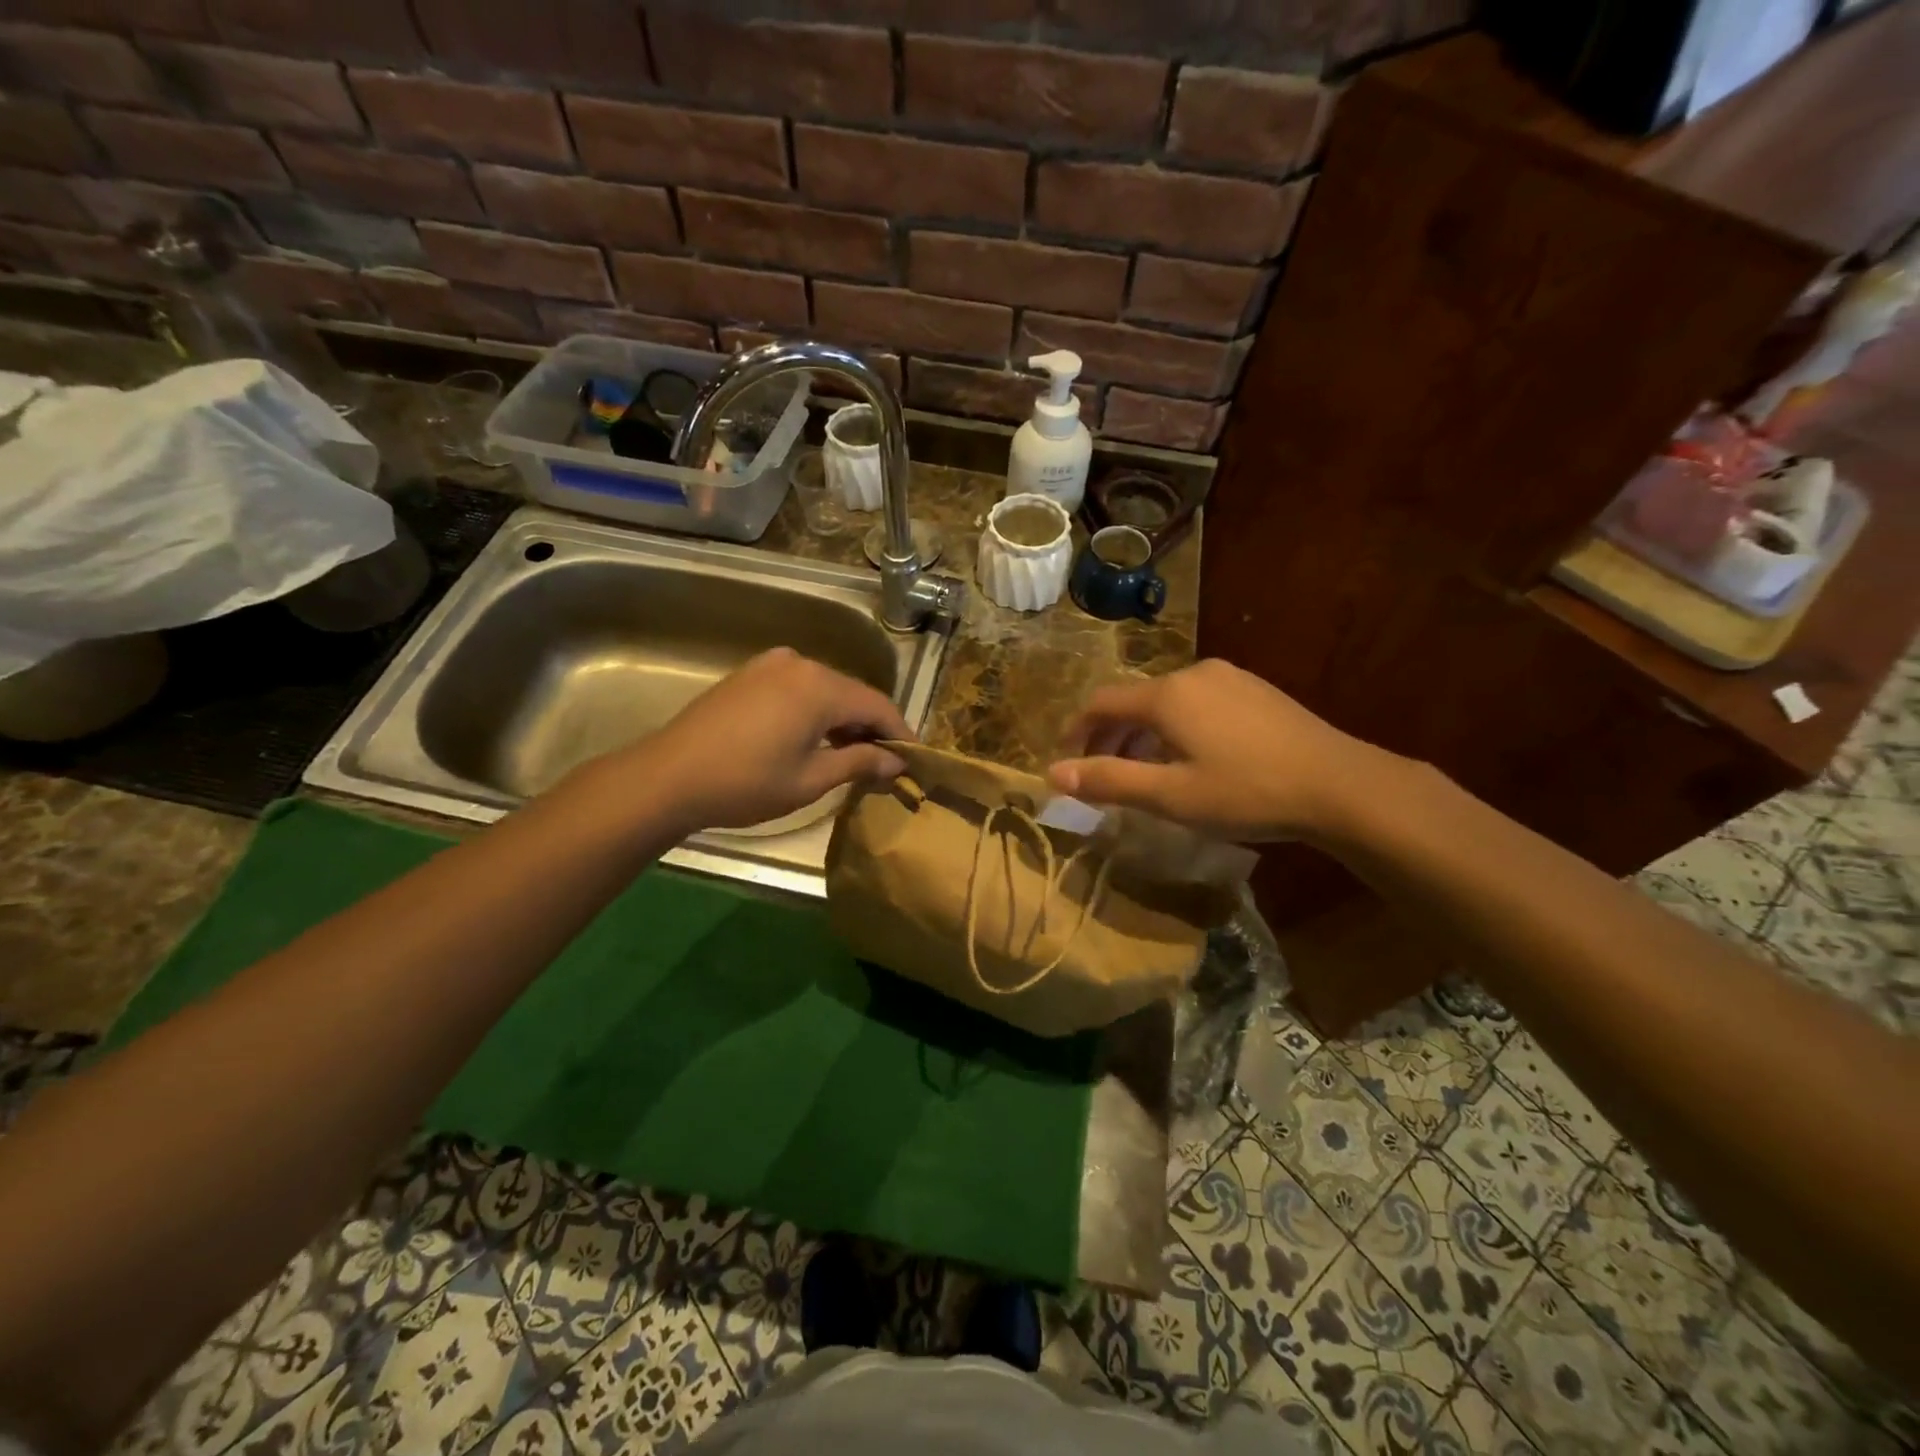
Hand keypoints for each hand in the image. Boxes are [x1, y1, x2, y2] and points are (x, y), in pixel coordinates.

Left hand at [629, 649, 911, 831]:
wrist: (667, 777)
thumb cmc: (745, 783)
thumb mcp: (811, 780)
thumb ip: (860, 763)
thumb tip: (897, 763)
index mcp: (820, 686)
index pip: (878, 705)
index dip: (901, 733)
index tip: (916, 760)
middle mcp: (800, 663)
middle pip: (853, 694)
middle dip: (872, 727)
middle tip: (887, 764)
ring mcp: (771, 664)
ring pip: (826, 690)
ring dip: (844, 720)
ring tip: (854, 756)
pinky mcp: (750, 674)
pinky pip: (799, 688)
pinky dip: (816, 712)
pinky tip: (816, 739)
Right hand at [1048, 659, 1386, 841]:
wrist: (1341, 785)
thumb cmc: (1247, 792)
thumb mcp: (1170, 796)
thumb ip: (1108, 781)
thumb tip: (1052, 774)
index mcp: (1166, 695)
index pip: (1100, 703)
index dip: (1076, 733)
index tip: (1065, 763)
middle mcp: (1193, 674)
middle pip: (1133, 701)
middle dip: (1109, 737)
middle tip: (1100, 775)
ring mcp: (1229, 678)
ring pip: (1166, 702)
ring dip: (1142, 734)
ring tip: (1142, 773)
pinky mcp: (1255, 690)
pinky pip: (1197, 703)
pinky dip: (1175, 728)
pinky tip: (1190, 759)